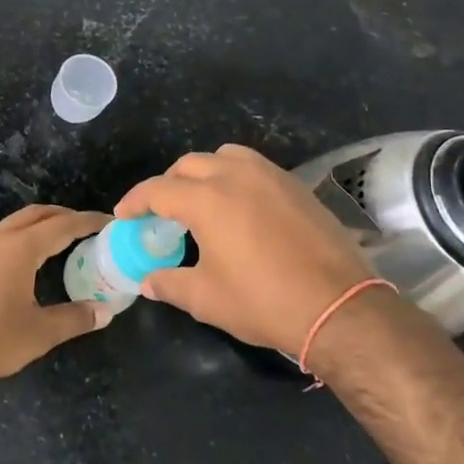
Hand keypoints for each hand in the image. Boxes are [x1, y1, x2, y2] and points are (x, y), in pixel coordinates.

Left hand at [0, 204, 112, 390]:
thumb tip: (104, 311)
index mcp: (19, 249)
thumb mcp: (39, 333)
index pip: (61, 225)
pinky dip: (13, 245)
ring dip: (34, 229)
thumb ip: (74, 319)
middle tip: (82, 226)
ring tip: (52, 246)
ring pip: (9, 228)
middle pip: (33, 215)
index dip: (86, 221)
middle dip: (60, 216)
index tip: (107, 220)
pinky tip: (15, 269)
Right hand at [114, 145, 383, 356]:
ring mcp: (270, 176)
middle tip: (161, 212)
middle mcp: (235, 176)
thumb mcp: (206, 298)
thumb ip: (169, 283)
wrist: (339, 307)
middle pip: (188, 165)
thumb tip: (147, 281)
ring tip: (202, 201)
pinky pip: (254, 168)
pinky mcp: (296, 186)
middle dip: (168, 184)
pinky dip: (236, 178)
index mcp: (206, 199)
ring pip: (224, 157)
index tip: (124, 216)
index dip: (135, 202)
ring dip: (204, 172)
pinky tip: (240, 208)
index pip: (157, 190)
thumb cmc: (264, 301)